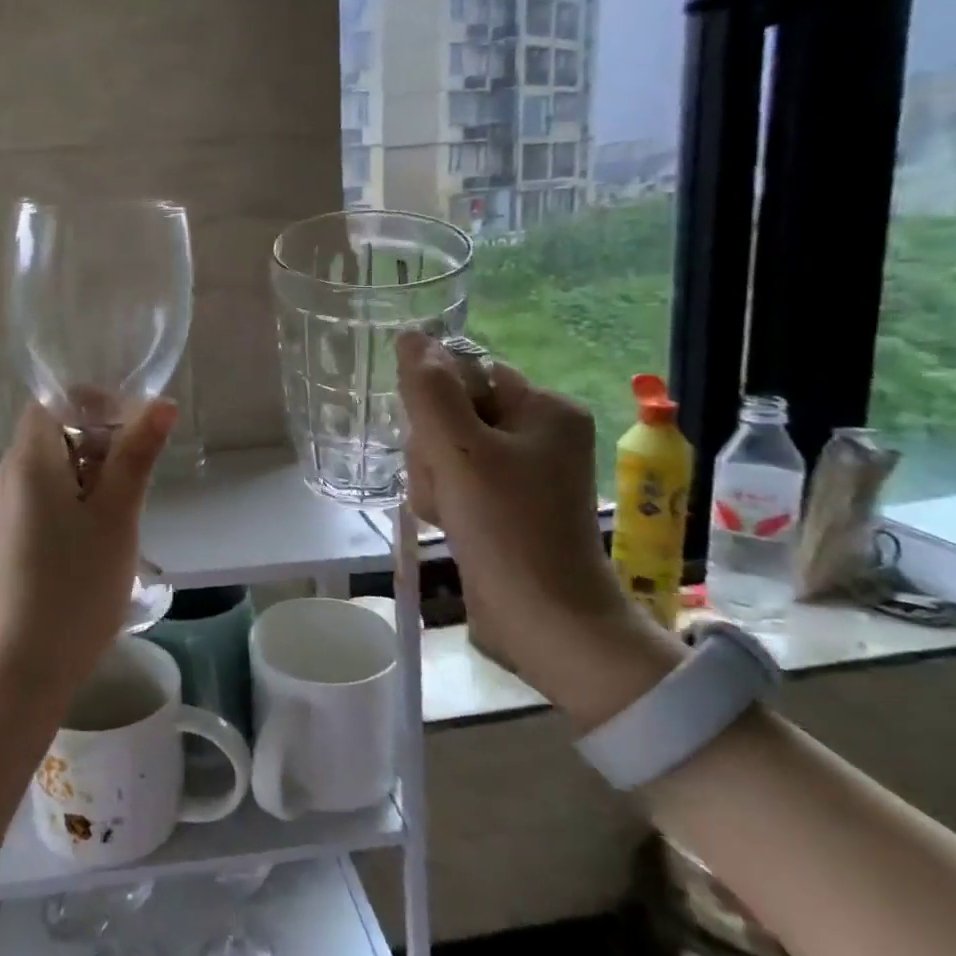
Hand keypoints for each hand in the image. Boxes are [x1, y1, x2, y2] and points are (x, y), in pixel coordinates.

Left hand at [0, 399, 177, 713]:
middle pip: (51, 438)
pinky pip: (34, 506)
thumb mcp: (117, 518)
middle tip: (133, 494)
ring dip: (85, 484)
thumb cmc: (73, 589)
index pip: (55, 402)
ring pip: (46, 475)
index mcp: (25, 461)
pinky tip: (85, 554)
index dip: (96, 406)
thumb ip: (136, 456)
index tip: (134, 438)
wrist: (13, 676)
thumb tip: (159, 403)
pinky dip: (65, 510)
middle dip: (98, 451)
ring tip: (115, 530)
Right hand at [396, 333, 681, 726]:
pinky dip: (445, 500)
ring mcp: (525, 470)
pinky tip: (450, 523)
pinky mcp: (509, 503)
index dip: (437, 407)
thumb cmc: (507, 527)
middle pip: (453, 413)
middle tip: (447, 486)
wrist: (545, 620)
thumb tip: (410, 335)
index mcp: (545, 407)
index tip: (438, 445)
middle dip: (434, 450)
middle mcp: (540, 432)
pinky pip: (457, 480)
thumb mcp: (459, 449)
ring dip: (433, 479)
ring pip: (447, 450)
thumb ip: (429, 390)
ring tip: (449, 513)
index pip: (466, 375)